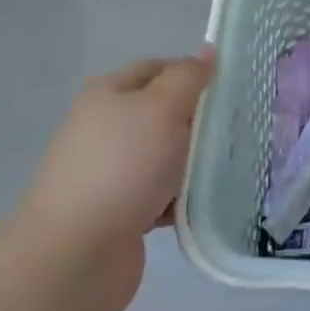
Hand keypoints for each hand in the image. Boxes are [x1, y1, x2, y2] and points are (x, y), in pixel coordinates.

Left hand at [12, 52, 213, 310]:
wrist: (75, 257)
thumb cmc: (122, 166)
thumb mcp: (162, 107)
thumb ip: (188, 77)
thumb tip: (206, 53)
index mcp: (107, 94)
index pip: (157, 68)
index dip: (192, 72)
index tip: (227, 88)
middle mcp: (104, 128)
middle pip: (162, 112)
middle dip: (196, 120)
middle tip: (233, 127)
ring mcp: (108, 173)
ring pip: (164, 155)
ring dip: (191, 162)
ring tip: (226, 166)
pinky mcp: (117, 213)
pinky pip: (159, 194)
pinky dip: (179, 198)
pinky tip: (202, 203)